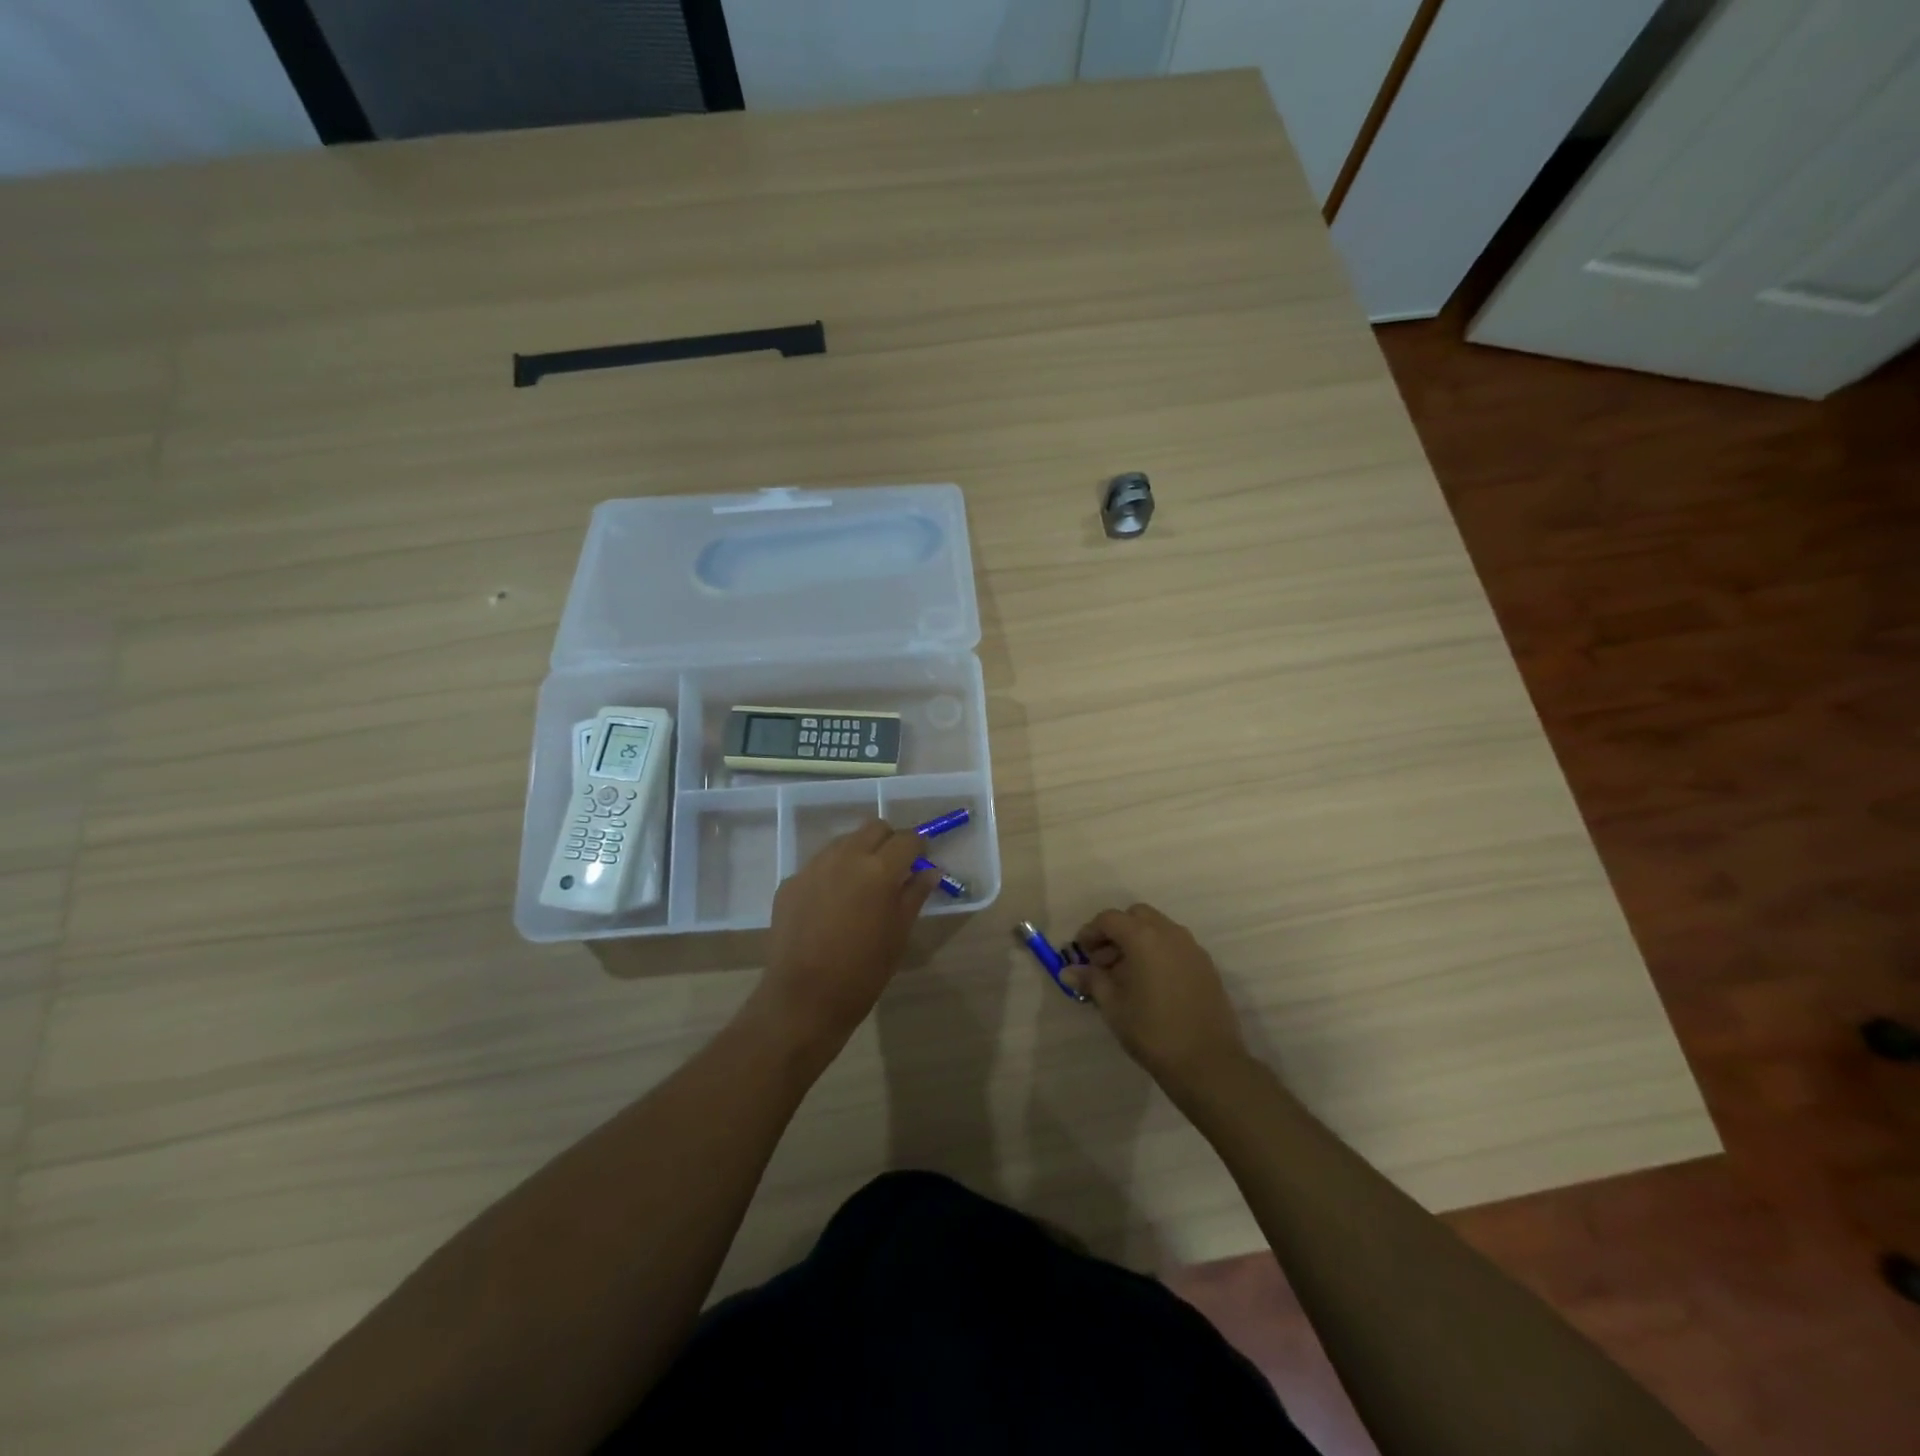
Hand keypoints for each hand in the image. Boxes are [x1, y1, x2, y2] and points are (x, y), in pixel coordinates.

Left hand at [758, 819, 938, 1049]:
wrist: (803, 999)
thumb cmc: (863, 972)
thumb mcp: (898, 934)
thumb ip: (914, 895)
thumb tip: (930, 871)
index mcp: (879, 870)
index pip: (907, 839)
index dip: (919, 847)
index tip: (921, 860)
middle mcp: (845, 857)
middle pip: (874, 827)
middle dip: (889, 841)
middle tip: (894, 869)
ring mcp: (813, 867)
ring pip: (844, 841)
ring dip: (859, 852)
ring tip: (862, 885)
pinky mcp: (790, 882)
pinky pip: (819, 865)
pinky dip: (832, 873)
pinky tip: (832, 904)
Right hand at [1064, 903, 1248, 1095]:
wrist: (1208, 1062)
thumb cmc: (1152, 1031)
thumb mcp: (1113, 1006)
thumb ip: (1091, 980)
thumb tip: (1068, 971)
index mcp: (1143, 937)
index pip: (1109, 919)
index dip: (1091, 932)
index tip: (1081, 953)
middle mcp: (1170, 933)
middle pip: (1136, 916)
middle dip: (1116, 932)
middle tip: (1103, 961)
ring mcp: (1192, 948)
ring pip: (1158, 928)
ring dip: (1138, 940)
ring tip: (1126, 975)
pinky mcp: (1206, 966)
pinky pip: (1176, 945)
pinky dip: (1158, 952)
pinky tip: (1152, 984)